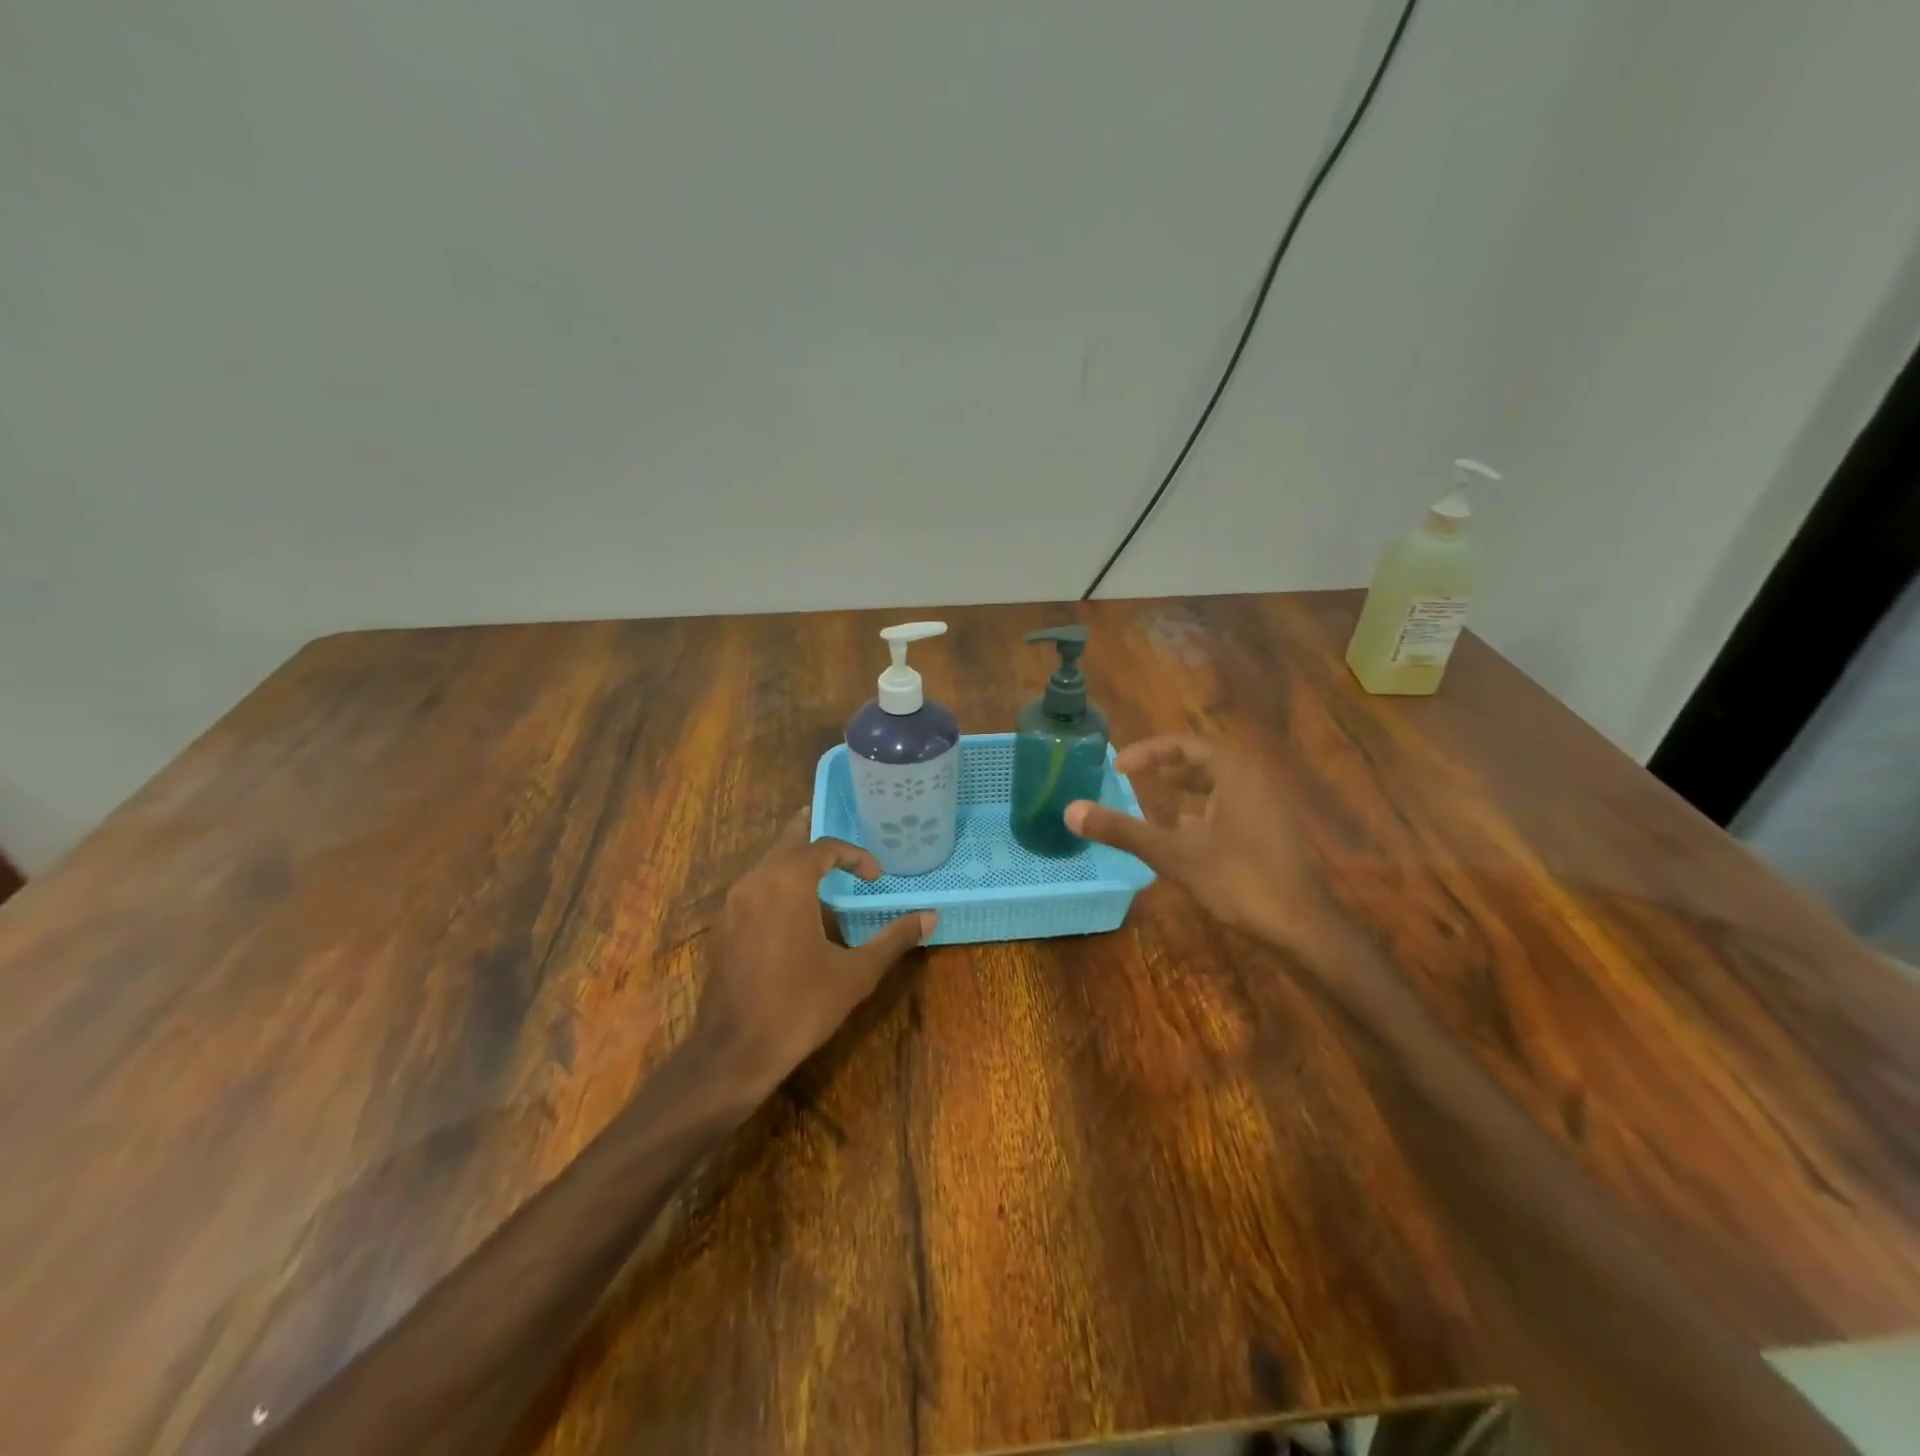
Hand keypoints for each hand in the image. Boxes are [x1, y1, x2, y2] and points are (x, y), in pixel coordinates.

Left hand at [697, 807, 935, 1103]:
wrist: (734, 1052)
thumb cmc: (799, 1006)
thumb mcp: (856, 973)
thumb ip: (893, 939)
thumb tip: (930, 917)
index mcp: (788, 882)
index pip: (824, 847)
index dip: (854, 855)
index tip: (875, 877)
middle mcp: (755, 881)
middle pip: (787, 841)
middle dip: (814, 836)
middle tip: (841, 839)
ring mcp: (732, 904)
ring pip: (766, 863)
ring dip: (794, 860)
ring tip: (821, 871)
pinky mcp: (722, 927)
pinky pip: (752, 887)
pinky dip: (775, 883)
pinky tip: (791, 910)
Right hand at [1064, 736, 1333, 946]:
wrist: (1305, 928)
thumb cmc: (1240, 881)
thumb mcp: (1174, 854)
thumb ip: (1123, 830)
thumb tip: (1070, 811)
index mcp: (1234, 772)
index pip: (1184, 745)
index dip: (1148, 751)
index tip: (1118, 766)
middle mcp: (1254, 780)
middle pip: (1204, 760)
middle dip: (1166, 765)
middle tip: (1133, 775)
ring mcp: (1268, 806)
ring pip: (1219, 783)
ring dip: (1186, 786)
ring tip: (1155, 795)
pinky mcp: (1272, 832)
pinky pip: (1231, 804)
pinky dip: (1203, 808)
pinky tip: (1185, 831)